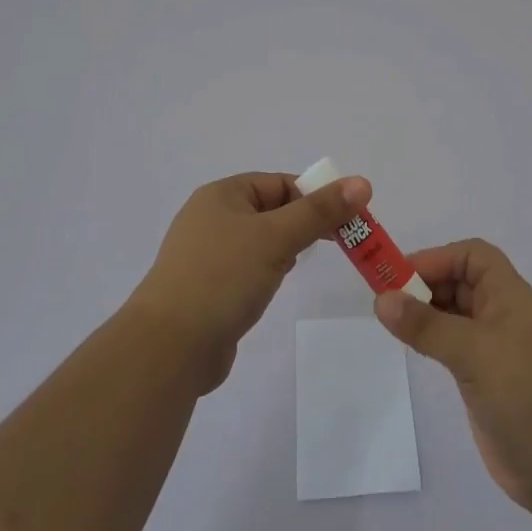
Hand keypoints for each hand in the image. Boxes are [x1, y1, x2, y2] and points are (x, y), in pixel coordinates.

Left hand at [127, 171, 369, 393]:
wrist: (169, 348)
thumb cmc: (222, 277)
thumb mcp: (276, 237)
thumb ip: (319, 211)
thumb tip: (362, 182)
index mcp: (221, 195)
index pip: (279, 184)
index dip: (313, 197)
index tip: (344, 221)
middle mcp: (211, 218)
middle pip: (271, 211)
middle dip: (302, 225)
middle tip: (334, 245)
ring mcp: (206, 256)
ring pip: (260, 242)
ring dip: (284, 251)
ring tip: (296, 268)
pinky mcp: (208, 290)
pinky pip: (246, 270)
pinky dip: (265, 275)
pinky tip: (271, 290)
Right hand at [375, 238, 531, 518]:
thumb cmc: (529, 393)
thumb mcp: (475, 352)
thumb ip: (427, 326)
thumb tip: (382, 299)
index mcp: (510, 296)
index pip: (473, 256)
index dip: (438, 258)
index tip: (401, 275)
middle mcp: (503, 316)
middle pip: (460, 282)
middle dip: (425, 283)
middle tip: (385, 298)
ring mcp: (495, 350)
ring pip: (454, 316)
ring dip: (425, 312)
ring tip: (391, 321)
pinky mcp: (486, 382)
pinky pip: (453, 347)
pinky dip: (431, 340)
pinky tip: (411, 347)